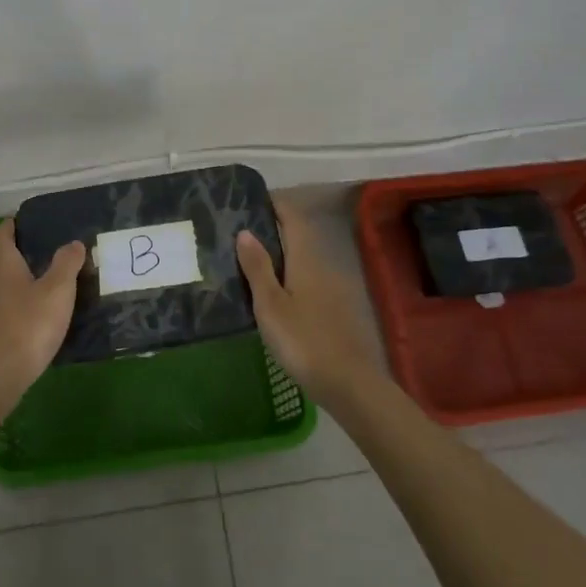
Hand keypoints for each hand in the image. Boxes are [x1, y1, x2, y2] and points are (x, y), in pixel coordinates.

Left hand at [0, 220, 84, 402]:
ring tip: (41, 283)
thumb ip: (67, 263)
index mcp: (0, 261)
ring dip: (14, 280)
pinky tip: (29, 313)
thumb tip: (73, 243)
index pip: (3, 232)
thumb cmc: (29, 324)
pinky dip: (11, 302)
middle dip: (18, 253)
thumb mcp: (58, 290)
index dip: (14, 225)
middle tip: (45, 253)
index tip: (30, 222)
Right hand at [237, 202, 379, 402]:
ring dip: (278, 256)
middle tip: (237, 234)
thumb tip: (245, 231)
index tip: (248, 203)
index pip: (292, 217)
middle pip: (297, 237)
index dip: (274, 205)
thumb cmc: (304, 340)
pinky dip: (288, 277)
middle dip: (271, 230)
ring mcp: (331, 288)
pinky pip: (306, 280)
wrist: (348, 383)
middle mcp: (322, 265)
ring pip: (301, 260)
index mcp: (306, 258)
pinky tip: (271, 294)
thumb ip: (258, 267)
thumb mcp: (270, 305)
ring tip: (247, 262)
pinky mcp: (333, 309)